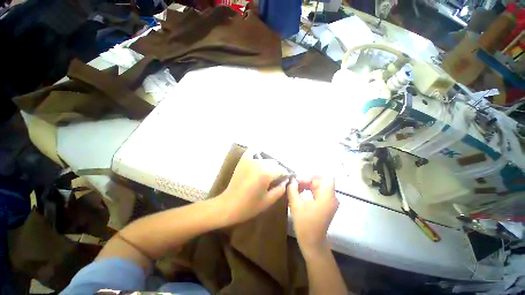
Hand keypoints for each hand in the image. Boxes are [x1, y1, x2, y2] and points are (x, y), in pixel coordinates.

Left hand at [218, 149, 288, 225]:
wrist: (228, 205)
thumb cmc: (249, 206)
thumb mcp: (268, 201)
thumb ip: (280, 189)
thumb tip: (286, 181)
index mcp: (266, 173)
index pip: (282, 170)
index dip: (285, 176)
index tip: (285, 181)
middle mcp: (259, 163)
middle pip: (274, 163)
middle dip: (277, 171)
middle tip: (275, 180)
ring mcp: (250, 160)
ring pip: (266, 159)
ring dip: (269, 165)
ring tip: (267, 173)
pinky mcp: (243, 160)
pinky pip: (252, 150)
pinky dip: (257, 152)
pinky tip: (259, 158)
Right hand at [287, 177, 338, 253]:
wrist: (312, 243)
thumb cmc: (305, 225)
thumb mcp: (296, 205)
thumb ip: (293, 190)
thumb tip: (291, 180)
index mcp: (327, 197)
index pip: (323, 177)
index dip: (311, 175)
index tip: (298, 179)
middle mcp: (331, 197)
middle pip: (319, 181)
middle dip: (306, 180)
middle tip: (293, 183)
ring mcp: (329, 201)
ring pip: (317, 186)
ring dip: (306, 185)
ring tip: (294, 188)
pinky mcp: (325, 205)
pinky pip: (317, 192)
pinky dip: (308, 190)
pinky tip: (299, 193)